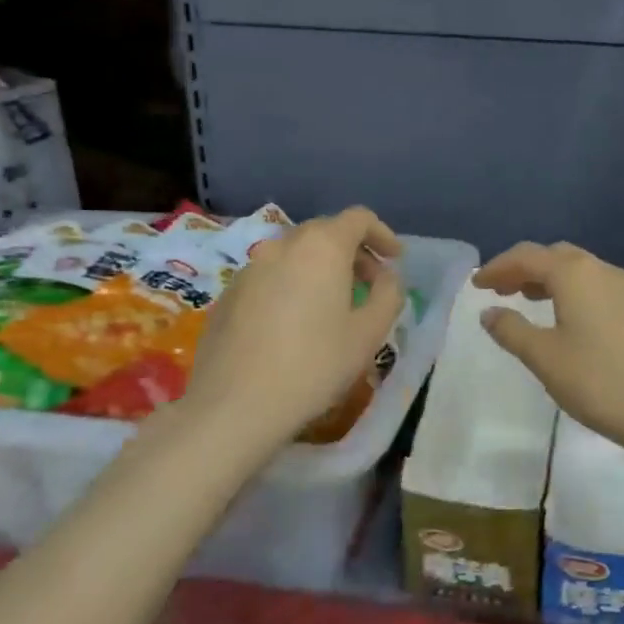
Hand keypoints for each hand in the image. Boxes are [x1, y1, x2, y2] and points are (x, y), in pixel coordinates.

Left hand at [184, 207, 404, 447]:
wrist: (234, 406)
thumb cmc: (314, 365)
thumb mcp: (369, 333)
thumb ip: (388, 294)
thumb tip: (386, 276)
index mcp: (322, 247)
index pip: (359, 218)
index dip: (382, 234)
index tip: (394, 260)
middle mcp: (282, 245)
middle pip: (325, 232)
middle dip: (353, 252)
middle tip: (369, 285)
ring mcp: (249, 268)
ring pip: (295, 254)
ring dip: (320, 269)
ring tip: (333, 305)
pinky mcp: (228, 293)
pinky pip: (270, 276)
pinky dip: (292, 285)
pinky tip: (295, 324)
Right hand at [475, 242, 623, 455]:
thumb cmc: (597, 380)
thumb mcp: (544, 357)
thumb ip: (511, 330)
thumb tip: (489, 312)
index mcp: (574, 274)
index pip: (527, 256)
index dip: (498, 267)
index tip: (476, 285)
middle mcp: (601, 269)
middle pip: (554, 256)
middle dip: (523, 268)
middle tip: (499, 290)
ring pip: (578, 269)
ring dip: (547, 278)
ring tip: (525, 300)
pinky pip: (595, 285)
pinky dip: (570, 290)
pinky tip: (564, 317)